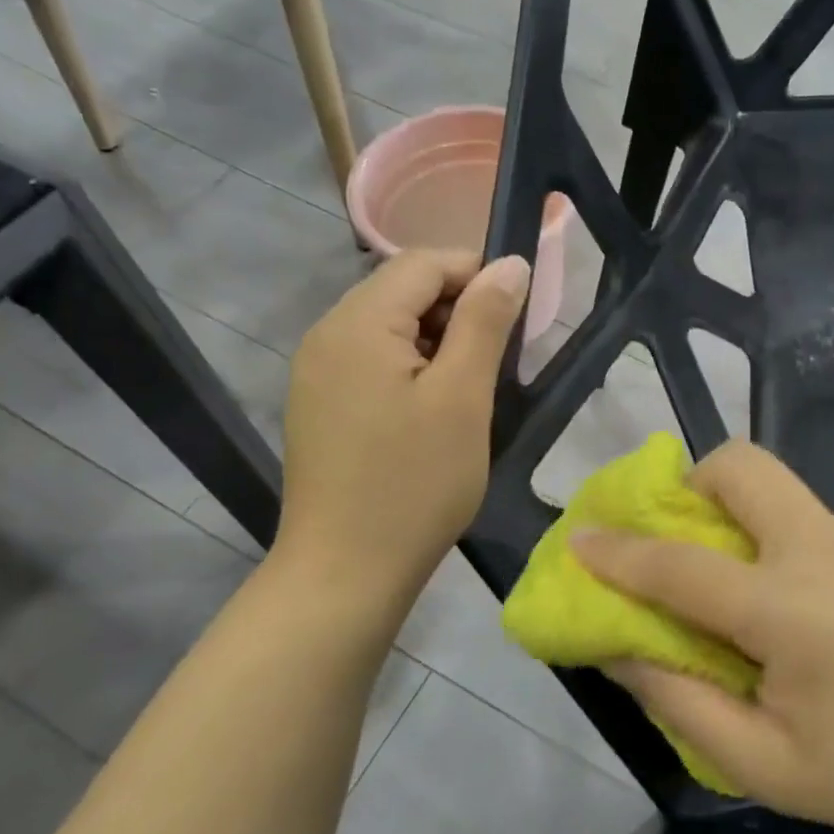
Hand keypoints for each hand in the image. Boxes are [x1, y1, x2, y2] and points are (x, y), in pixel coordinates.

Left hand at [272, 250, 529, 594]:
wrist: (346, 571)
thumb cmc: (415, 483)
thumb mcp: (463, 397)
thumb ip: (485, 321)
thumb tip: (510, 264)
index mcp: (356, 323)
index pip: (423, 263)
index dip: (477, 274)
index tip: (518, 318)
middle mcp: (326, 334)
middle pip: (401, 290)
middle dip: (458, 310)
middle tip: (498, 362)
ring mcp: (316, 372)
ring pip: (389, 327)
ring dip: (437, 341)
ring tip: (470, 390)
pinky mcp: (319, 405)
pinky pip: (371, 361)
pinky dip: (410, 368)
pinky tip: (433, 410)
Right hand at [572, 441, 833, 833]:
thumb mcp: (766, 766)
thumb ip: (682, 703)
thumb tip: (622, 649)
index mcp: (790, 609)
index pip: (681, 567)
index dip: (620, 552)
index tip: (579, 538)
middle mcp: (824, 549)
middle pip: (743, 466)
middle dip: (693, 480)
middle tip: (682, 535)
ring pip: (779, 493)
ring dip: (741, 521)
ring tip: (748, 594)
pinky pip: (813, 525)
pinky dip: (785, 549)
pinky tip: (812, 613)